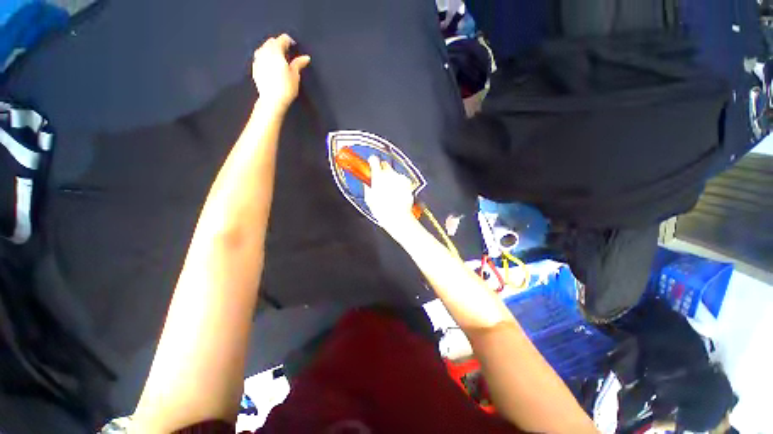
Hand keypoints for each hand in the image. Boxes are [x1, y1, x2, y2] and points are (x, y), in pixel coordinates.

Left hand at [252, 34, 310, 110]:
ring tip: (278, 59)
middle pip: (272, 42)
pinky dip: (266, 57)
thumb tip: (306, 57)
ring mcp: (257, 59)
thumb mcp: (295, 75)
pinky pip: (260, 57)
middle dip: (279, 44)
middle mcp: (264, 51)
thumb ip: (298, 63)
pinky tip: (271, 65)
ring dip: (271, 50)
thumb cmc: (286, 87)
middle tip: (287, 53)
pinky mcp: (254, 67)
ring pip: (264, 48)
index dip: (289, 41)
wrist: (272, 100)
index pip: (282, 39)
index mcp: (275, 50)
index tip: (294, 46)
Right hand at [364, 156, 417, 235]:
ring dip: (392, 178)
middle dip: (383, 170)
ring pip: (394, 173)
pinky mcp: (408, 183)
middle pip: (385, 165)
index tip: (372, 161)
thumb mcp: (369, 199)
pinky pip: (402, 180)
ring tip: (390, 191)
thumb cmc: (383, 210)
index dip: (372, 160)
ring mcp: (400, 178)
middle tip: (381, 179)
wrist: (398, 217)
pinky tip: (398, 193)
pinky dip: (400, 184)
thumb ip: (368, 188)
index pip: (374, 161)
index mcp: (378, 177)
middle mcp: (390, 175)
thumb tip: (367, 184)